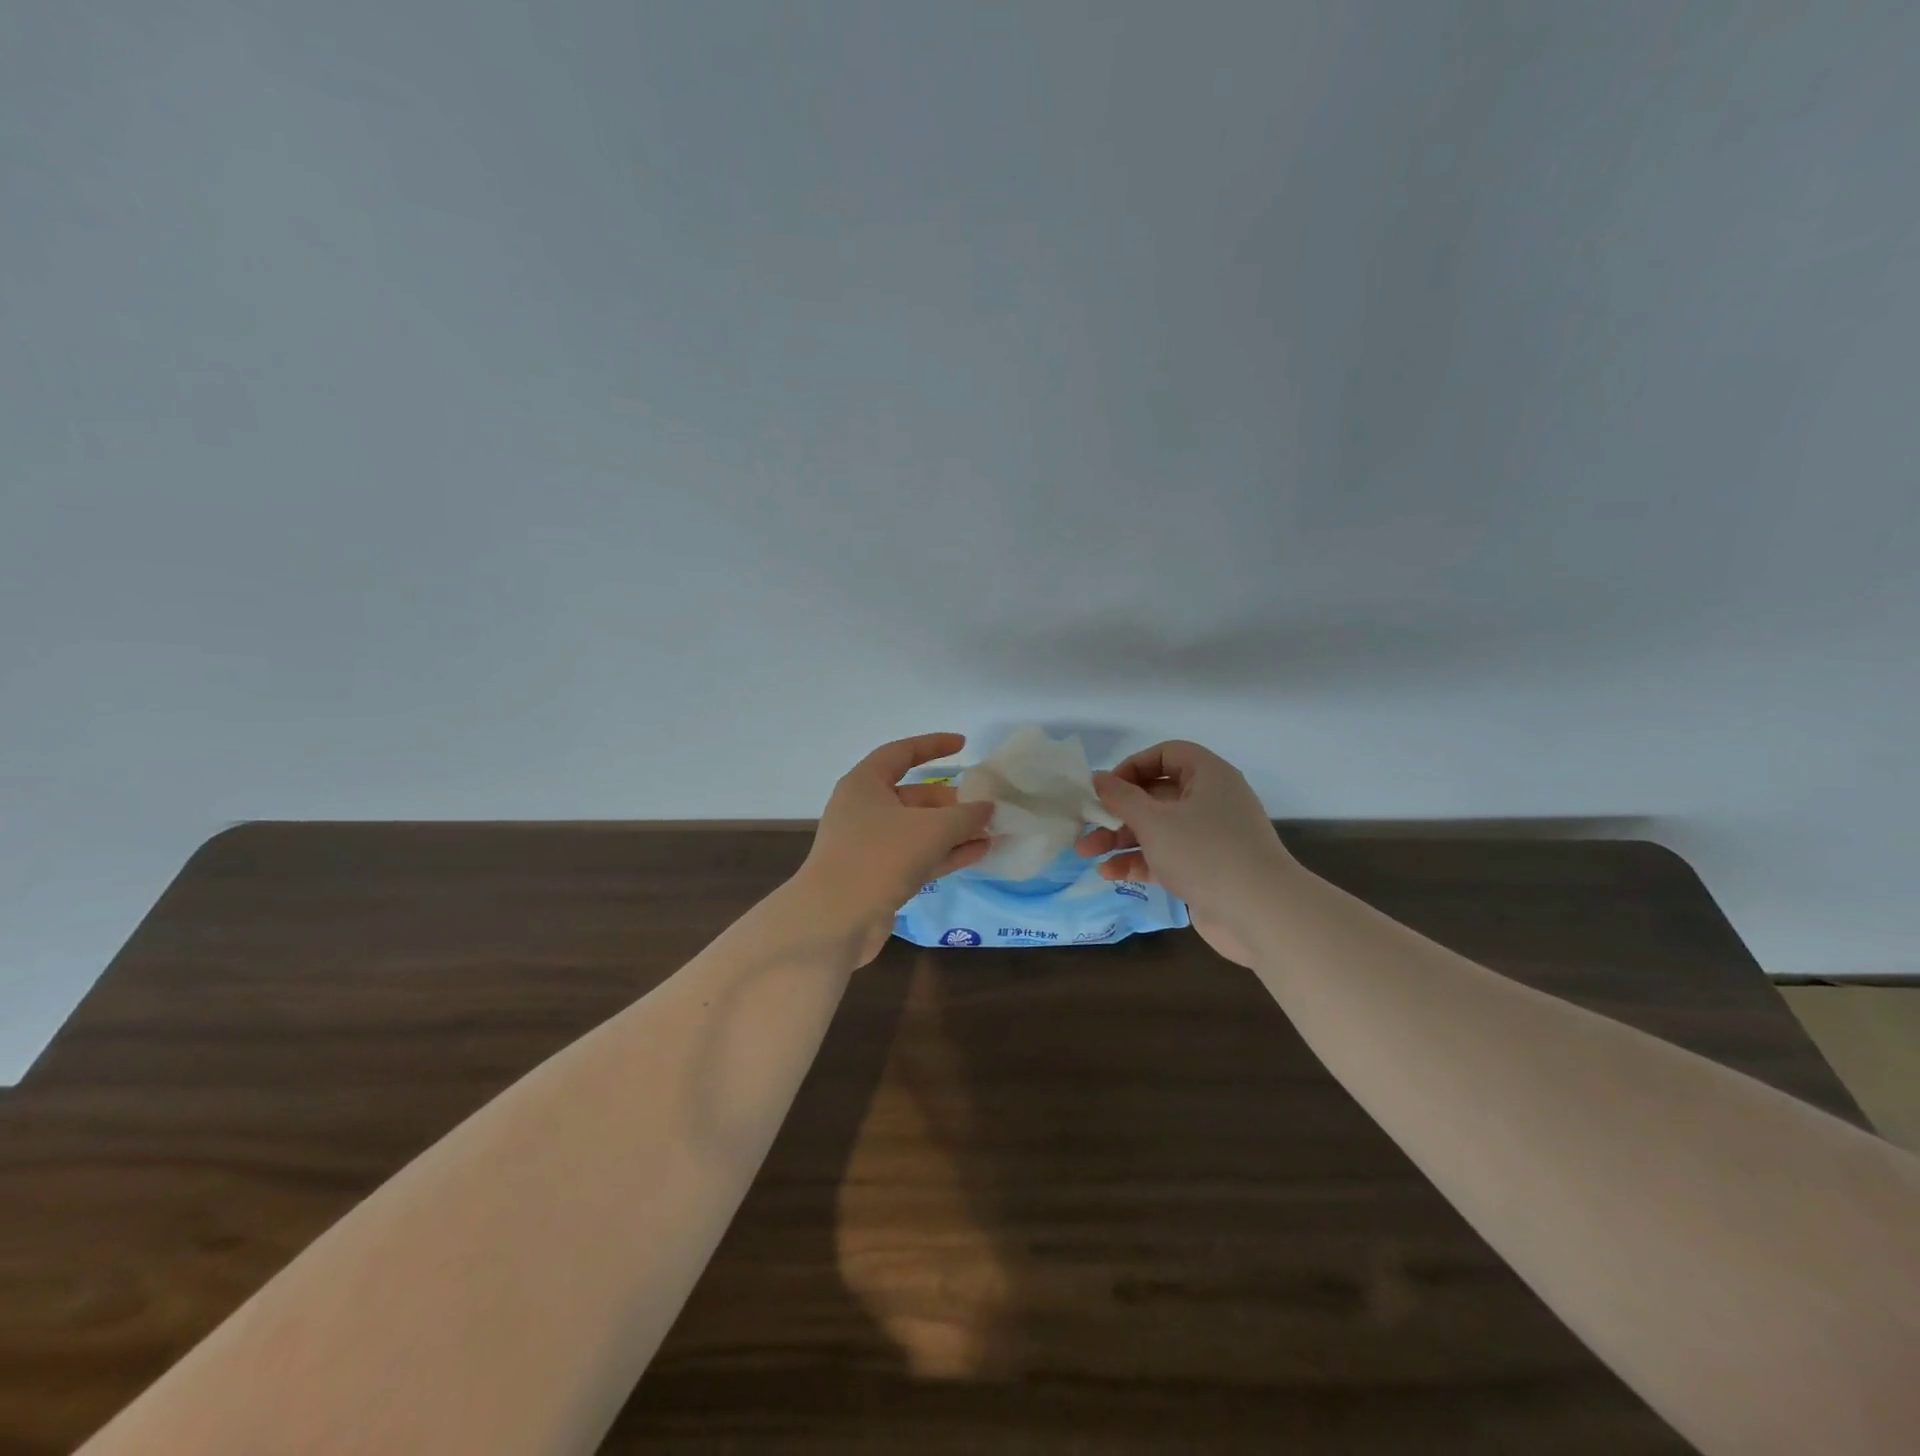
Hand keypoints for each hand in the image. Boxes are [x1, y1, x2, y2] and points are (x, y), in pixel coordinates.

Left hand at [796, 733, 995, 965]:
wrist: (835, 920)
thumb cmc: (880, 857)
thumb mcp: (931, 830)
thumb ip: (965, 816)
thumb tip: (987, 808)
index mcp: (865, 784)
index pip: (901, 753)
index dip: (933, 746)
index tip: (963, 745)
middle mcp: (864, 810)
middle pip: (914, 796)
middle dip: (951, 801)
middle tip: (986, 805)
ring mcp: (869, 846)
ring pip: (918, 830)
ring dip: (953, 830)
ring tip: (991, 831)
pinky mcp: (878, 877)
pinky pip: (917, 856)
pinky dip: (945, 853)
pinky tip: (979, 853)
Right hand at [1074, 740, 1296, 967]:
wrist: (1260, 914)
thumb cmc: (1204, 853)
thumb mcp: (1154, 821)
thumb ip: (1121, 798)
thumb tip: (1097, 778)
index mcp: (1208, 776)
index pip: (1167, 754)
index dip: (1134, 766)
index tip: (1108, 788)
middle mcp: (1211, 801)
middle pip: (1156, 794)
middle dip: (1117, 811)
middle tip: (1085, 824)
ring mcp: (1210, 837)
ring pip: (1158, 828)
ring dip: (1121, 839)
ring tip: (1086, 853)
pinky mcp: (1206, 869)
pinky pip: (1166, 856)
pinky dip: (1139, 861)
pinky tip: (1110, 873)